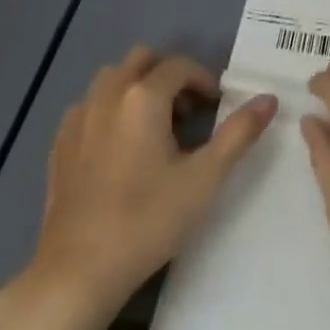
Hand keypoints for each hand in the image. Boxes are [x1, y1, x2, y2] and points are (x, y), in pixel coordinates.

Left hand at [32, 46, 277, 314]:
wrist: (78, 270)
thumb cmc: (148, 221)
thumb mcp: (204, 179)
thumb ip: (239, 133)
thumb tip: (269, 98)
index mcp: (144, 96)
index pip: (180, 65)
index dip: (203, 80)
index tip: (216, 107)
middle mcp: (108, 93)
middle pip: (142, 59)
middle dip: (169, 75)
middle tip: (187, 112)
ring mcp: (79, 116)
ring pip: (112, 77)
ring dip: (137, 86)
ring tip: (154, 126)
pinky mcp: (60, 141)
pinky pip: (90, 104)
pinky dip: (110, 109)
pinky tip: (118, 146)